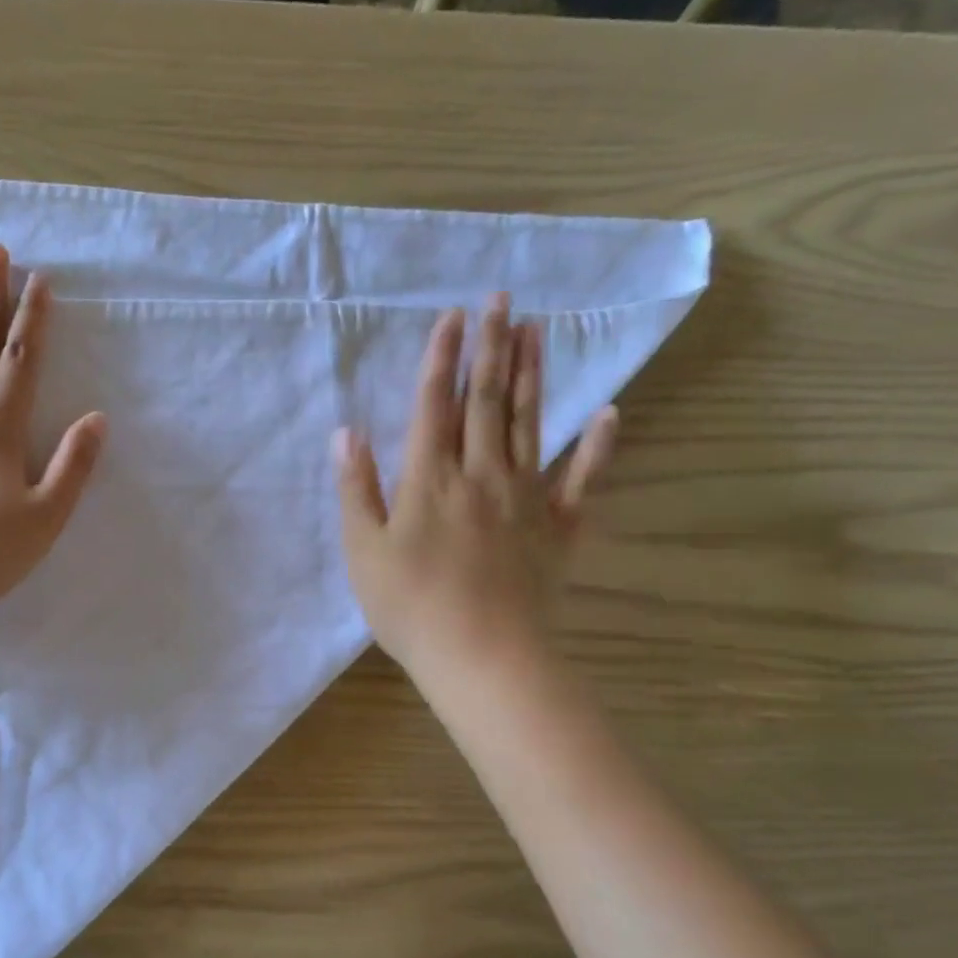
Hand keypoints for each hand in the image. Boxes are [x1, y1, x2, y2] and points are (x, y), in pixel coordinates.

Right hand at [332, 295, 615, 674]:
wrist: (483, 657)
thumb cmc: (411, 608)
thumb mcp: (364, 553)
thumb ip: (357, 490)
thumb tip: (347, 434)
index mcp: (430, 480)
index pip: (435, 405)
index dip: (441, 359)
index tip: (452, 316)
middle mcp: (481, 474)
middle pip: (487, 401)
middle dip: (491, 347)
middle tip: (501, 299)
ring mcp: (527, 499)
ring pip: (531, 424)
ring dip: (533, 375)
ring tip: (537, 330)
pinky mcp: (560, 528)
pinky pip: (583, 480)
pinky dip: (599, 446)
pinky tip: (609, 413)